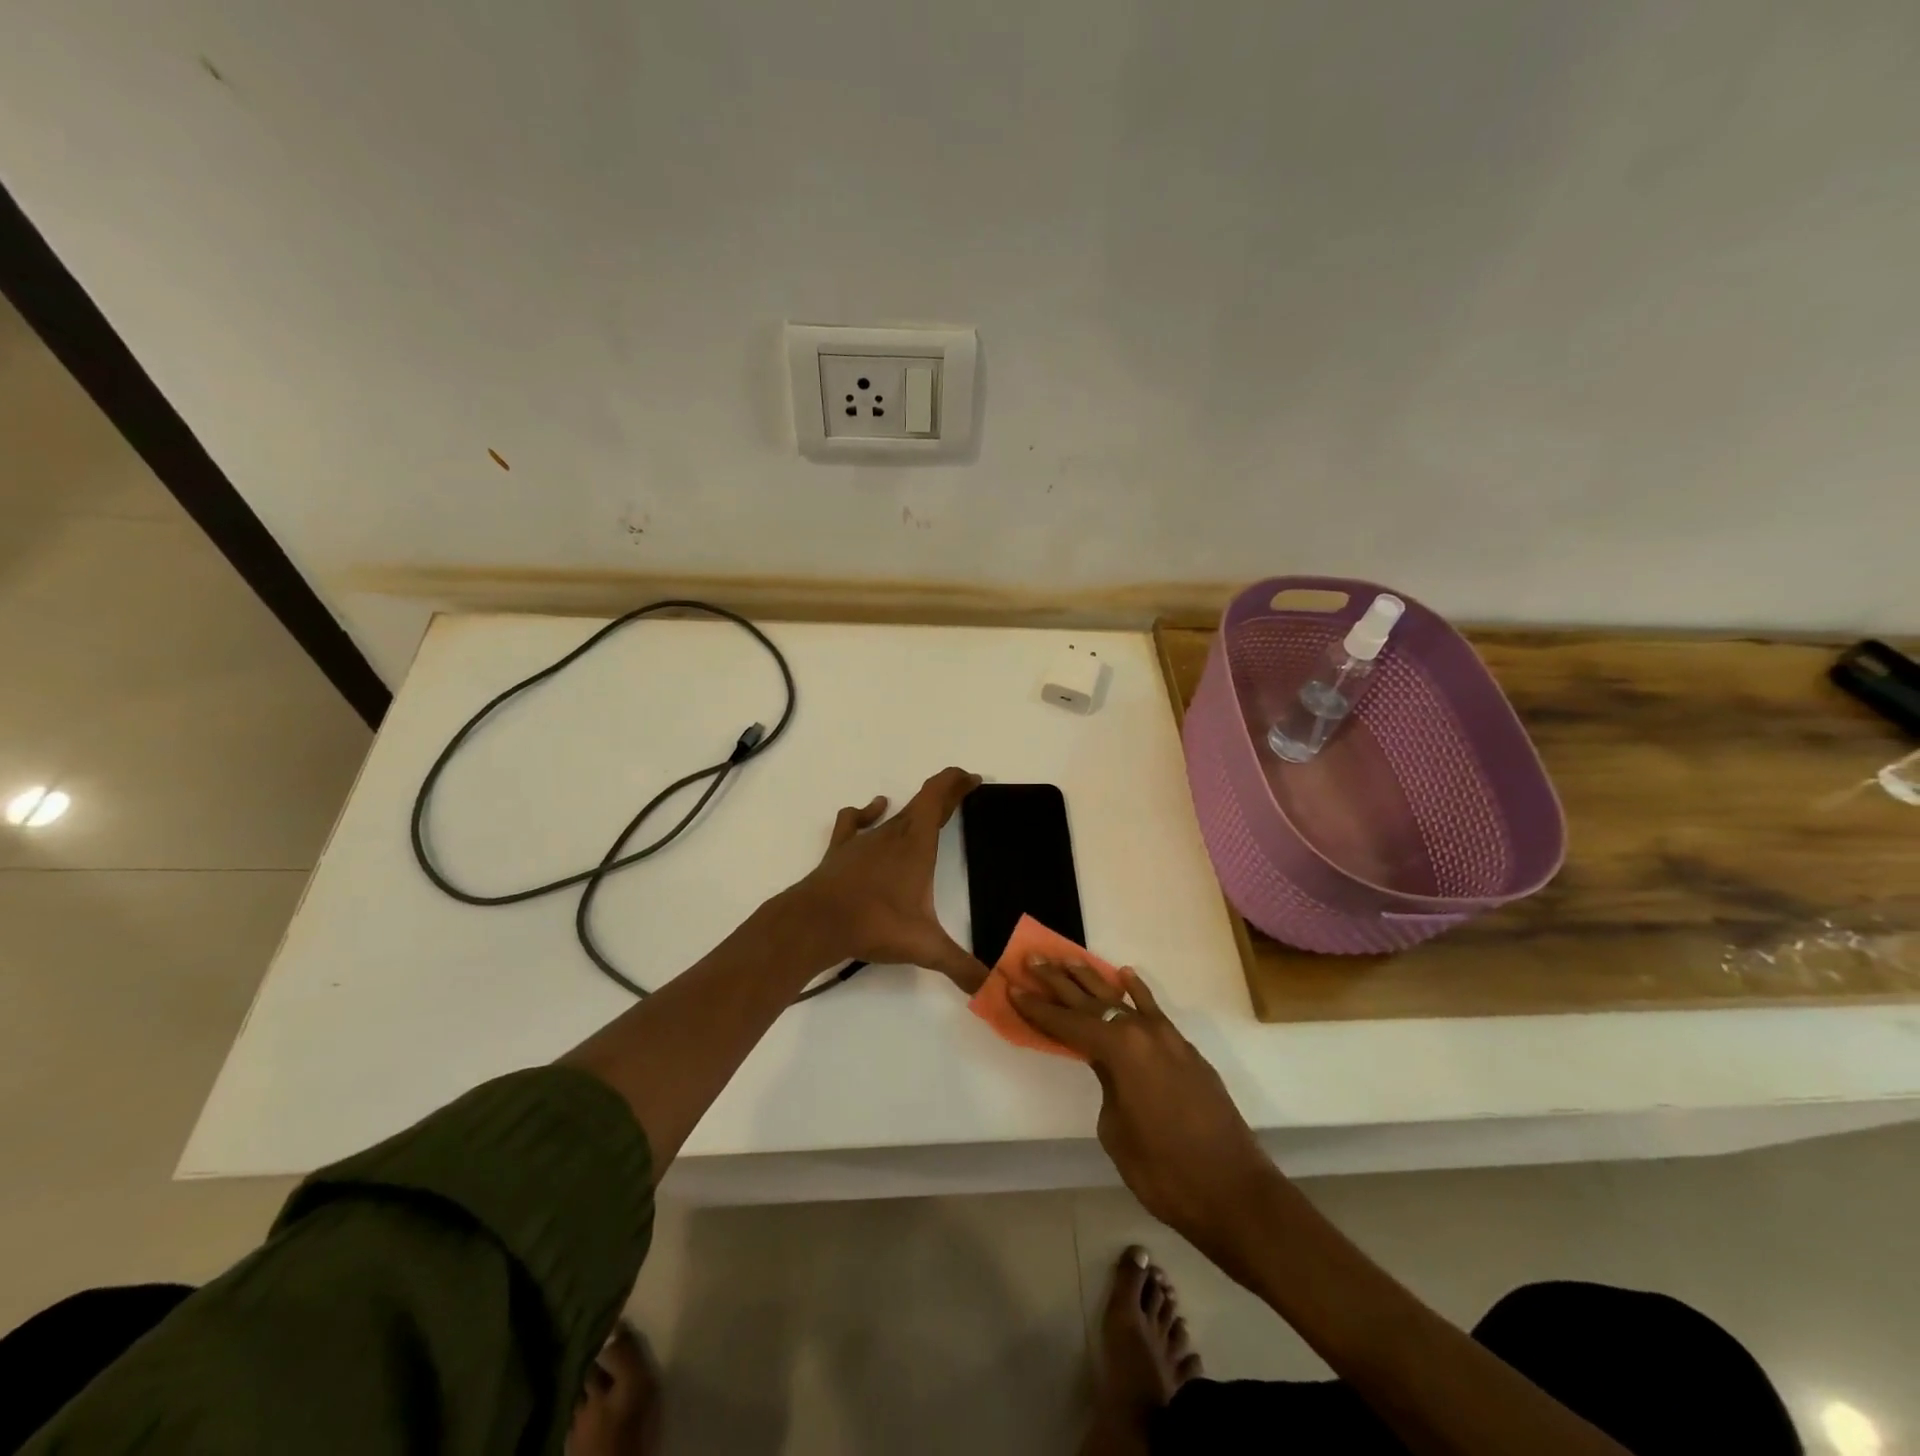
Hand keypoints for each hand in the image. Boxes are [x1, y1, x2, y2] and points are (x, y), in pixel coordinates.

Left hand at [787, 767, 989, 992]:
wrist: (816, 923)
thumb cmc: (875, 925)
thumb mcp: (926, 947)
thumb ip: (962, 966)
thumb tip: (993, 988)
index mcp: (917, 844)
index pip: (939, 796)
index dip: (956, 782)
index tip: (973, 778)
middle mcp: (892, 833)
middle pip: (922, 801)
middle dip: (945, 795)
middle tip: (962, 792)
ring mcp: (863, 840)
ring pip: (894, 813)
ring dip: (914, 808)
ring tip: (927, 810)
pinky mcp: (840, 850)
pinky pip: (855, 821)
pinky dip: (867, 812)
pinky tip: (874, 809)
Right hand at [1011, 962, 1277, 1258]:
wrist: (1234, 1192)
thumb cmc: (1163, 1171)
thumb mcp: (1115, 1130)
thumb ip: (1107, 1085)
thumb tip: (1111, 1069)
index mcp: (1119, 1050)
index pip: (1067, 1024)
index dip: (1037, 1009)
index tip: (1013, 988)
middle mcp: (1142, 1033)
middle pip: (1091, 1001)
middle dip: (1059, 981)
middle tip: (1032, 959)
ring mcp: (1168, 1038)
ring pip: (1122, 999)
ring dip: (1093, 980)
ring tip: (1068, 959)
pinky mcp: (1186, 1051)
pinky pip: (1154, 1011)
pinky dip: (1138, 993)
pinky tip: (1126, 977)